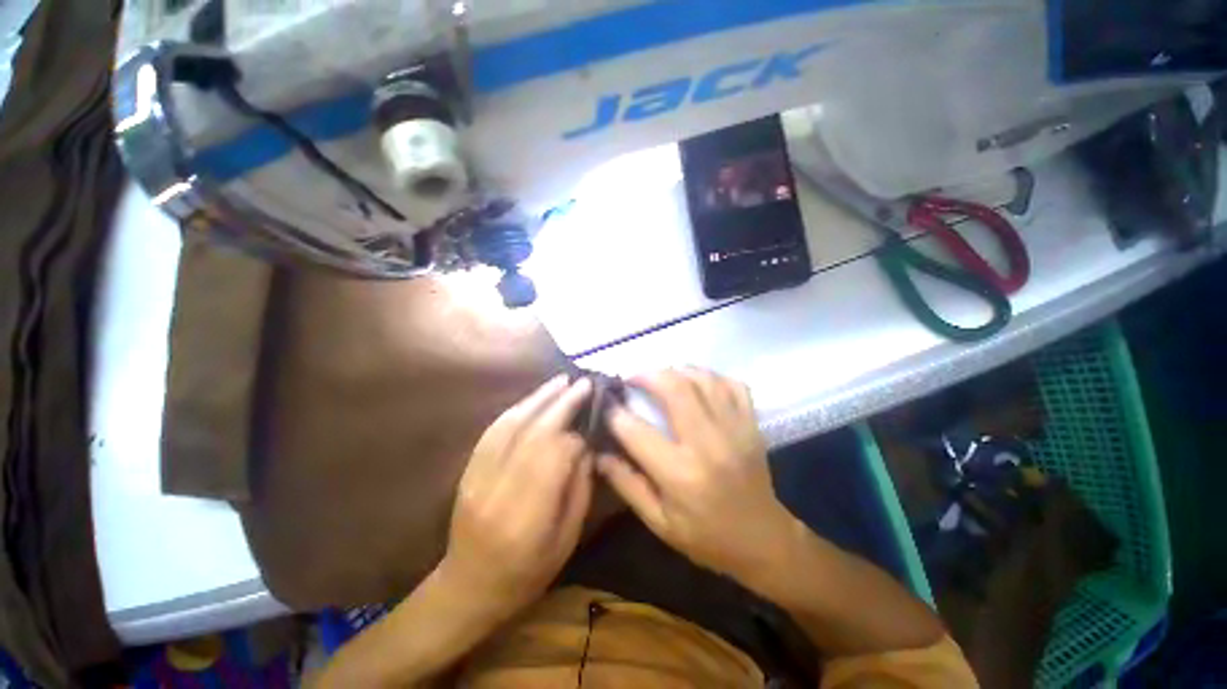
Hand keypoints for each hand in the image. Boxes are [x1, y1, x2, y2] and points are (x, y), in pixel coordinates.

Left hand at [439, 375, 594, 619]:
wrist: (466, 589)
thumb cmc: (525, 575)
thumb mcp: (565, 542)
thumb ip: (578, 491)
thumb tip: (585, 446)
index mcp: (526, 518)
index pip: (552, 458)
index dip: (574, 435)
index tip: (591, 423)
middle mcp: (497, 492)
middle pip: (532, 435)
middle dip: (560, 405)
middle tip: (582, 383)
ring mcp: (476, 479)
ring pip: (510, 427)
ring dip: (538, 399)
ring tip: (560, 381)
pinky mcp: (467, 472)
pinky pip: (492, 432)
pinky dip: (515, 410)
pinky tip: (532, 398)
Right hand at [598, 368, 796, 581]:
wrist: (763, 541)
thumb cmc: (706, 537)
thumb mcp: (659, 522)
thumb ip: (626, 484)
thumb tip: (598, 453)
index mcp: (680, 475)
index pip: (637, 431)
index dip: (615, 413)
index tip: (605, 404)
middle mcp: (708, 444)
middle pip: (675, 388)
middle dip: (647, 376)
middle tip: (632, 379)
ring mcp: (735, 429)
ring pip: (703, 379)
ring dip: (677, 370)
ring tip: (661, 377)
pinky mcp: (751, 424)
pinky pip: (732, 384)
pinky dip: (711, 376)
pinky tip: (697, 382)